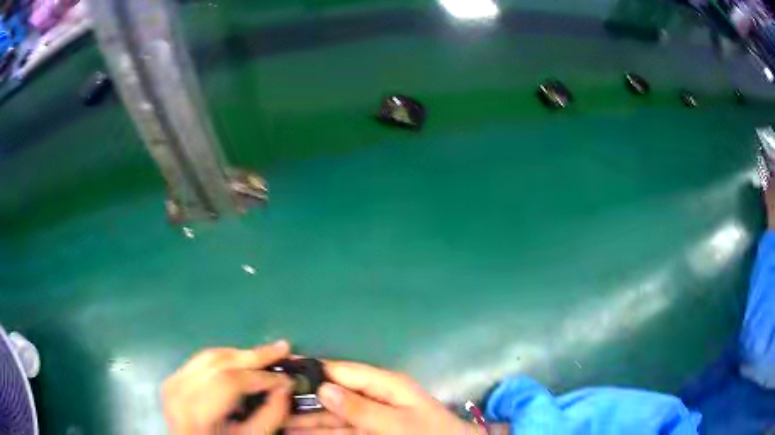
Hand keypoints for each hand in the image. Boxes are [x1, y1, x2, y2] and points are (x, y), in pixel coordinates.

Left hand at [162, 341, 293, 434]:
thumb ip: (269, 416)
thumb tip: (285, 387)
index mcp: (195, 412)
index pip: (230, 382)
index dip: (261, 377)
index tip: (288, 379)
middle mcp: (179, 390)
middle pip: (218, 362)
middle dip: (254, 356)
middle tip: (282, 349)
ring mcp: (172, 381)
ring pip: (210, 356)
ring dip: (241, 355)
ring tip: (267, 355)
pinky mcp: (173, 377)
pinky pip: (202, 360)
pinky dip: (226, 359)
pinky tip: (243, 362)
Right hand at [285, 361, 483, 433]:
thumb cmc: (430, 433)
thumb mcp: (398, 422)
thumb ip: (362, 407)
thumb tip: (324, 388)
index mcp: (384, 384)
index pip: (341, 371)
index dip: (313, 369)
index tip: (282, 369)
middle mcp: (372, 396)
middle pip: (331, 393)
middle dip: (302, 397)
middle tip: (270, 398)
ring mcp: (368, 415)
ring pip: (330, 413)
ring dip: (304, 416)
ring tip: (275, 416)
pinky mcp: (366, 431)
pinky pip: (337, 429)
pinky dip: (317, 430)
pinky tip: (297, 431)